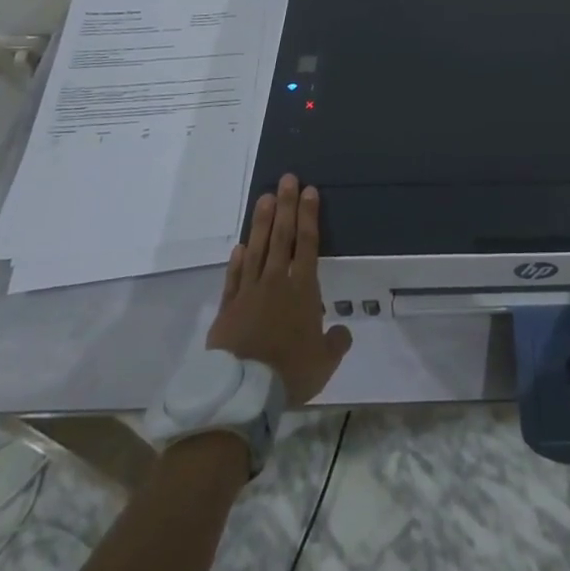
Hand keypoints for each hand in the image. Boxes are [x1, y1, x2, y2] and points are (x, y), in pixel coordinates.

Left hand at [206, 174, 352, 406]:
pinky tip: (240, 246)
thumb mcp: (324, 362)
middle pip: (282, 237)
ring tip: (264, 198)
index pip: (308, 244)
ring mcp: (249, 293)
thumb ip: (336, 343)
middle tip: (287, 179)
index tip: (309, 191)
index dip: (309, 216)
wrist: (242, 392)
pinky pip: (234, 278)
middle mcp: (276, 282)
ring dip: (261, 222)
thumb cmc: (289, 372)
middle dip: (286, 206)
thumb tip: (341, 331)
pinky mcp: (227, 309)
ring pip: (256, 249)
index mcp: (303, 290)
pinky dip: (237, 261)